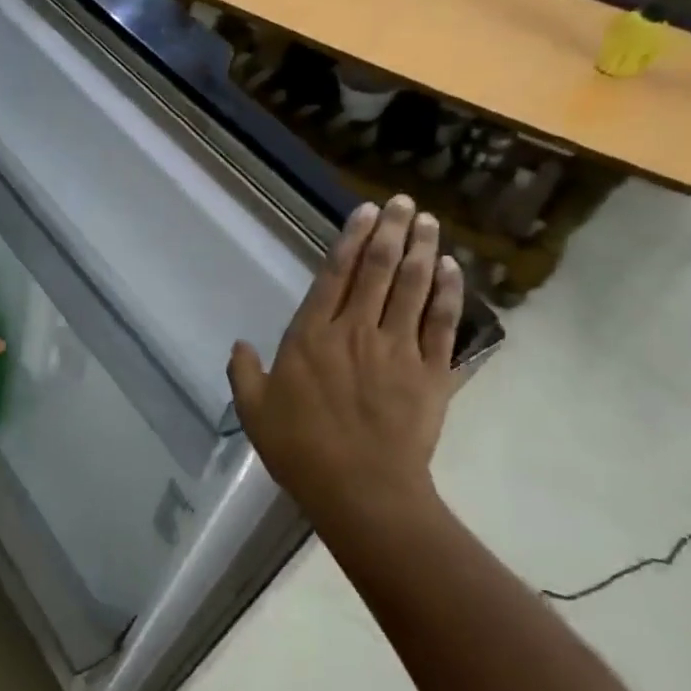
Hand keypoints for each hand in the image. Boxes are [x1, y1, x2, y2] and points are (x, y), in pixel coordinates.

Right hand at [228, 196, 462, 537]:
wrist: (361, 488)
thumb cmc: (300, 448)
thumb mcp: (255, 411)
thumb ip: (244, 373)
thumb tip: (240, 345)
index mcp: (312, 337)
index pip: (334, 276)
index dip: (350, 240)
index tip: (366, 212)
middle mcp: (356, 331)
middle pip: (378, 271)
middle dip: (391, 232)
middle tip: (404, 203)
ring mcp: (398, 349)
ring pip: (413, 288)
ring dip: (421, 250)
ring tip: (428, 222)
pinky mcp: (431, 372)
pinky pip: (442, 323)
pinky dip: (448, 293)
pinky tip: (451, 268)